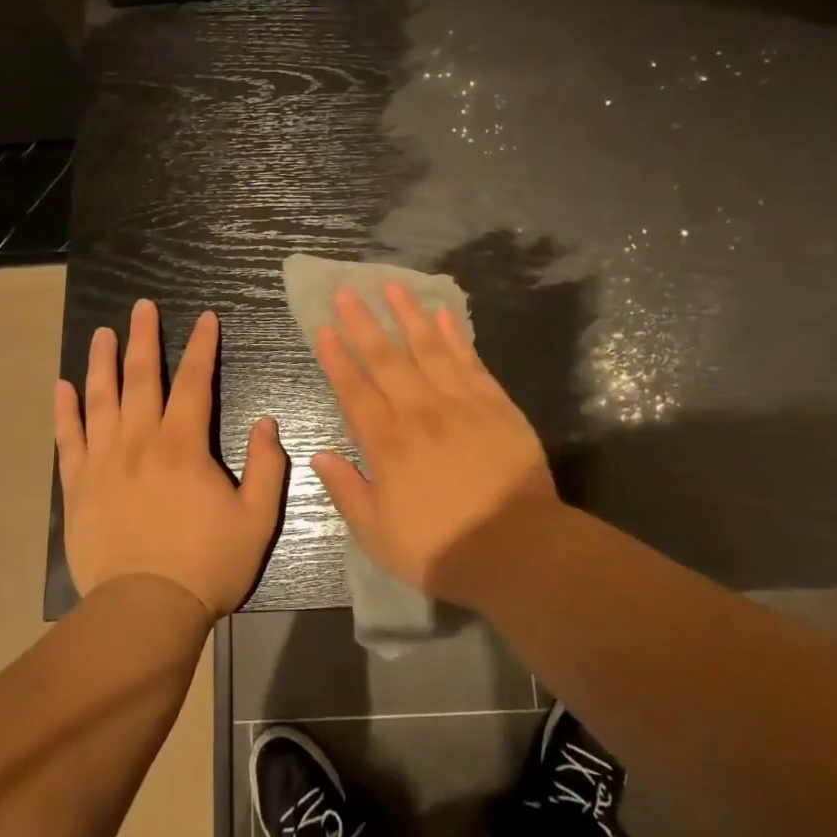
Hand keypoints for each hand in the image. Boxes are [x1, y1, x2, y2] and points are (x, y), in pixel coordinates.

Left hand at [55, 300, 285, 617]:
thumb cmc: (207, 564)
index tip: (205, 318)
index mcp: (183, 445)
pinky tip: (63, 387)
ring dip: (102, 362)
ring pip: (101, 399)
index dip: (201, 347)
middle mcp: (140, 441)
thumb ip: (267, 466)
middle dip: (144, 337)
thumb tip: (267, 422)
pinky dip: (65, 410)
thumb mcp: (257, 518)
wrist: (145, 610)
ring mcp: (103, 462)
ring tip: (102, 333)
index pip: (193, 382)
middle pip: (141, 378)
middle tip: (141, 306)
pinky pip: (69, 439)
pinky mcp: (78, 487)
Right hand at [310, 283, 559, 603]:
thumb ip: (346, 490)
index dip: (337, 357)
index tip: (324, 328)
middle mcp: (420, 412)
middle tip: (346, 291)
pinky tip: (443, 315)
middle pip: (386, 359)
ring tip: (393, 286)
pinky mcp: (496, 404)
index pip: (354, 390)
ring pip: (428, 349)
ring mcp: (461, 403)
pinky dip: (455, 336)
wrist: (516, 549)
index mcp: (387, 443)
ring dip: (408, 316)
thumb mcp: (377, 535)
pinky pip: (470, 361)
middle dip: (363, 323)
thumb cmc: (440, 549)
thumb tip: (319, 454)